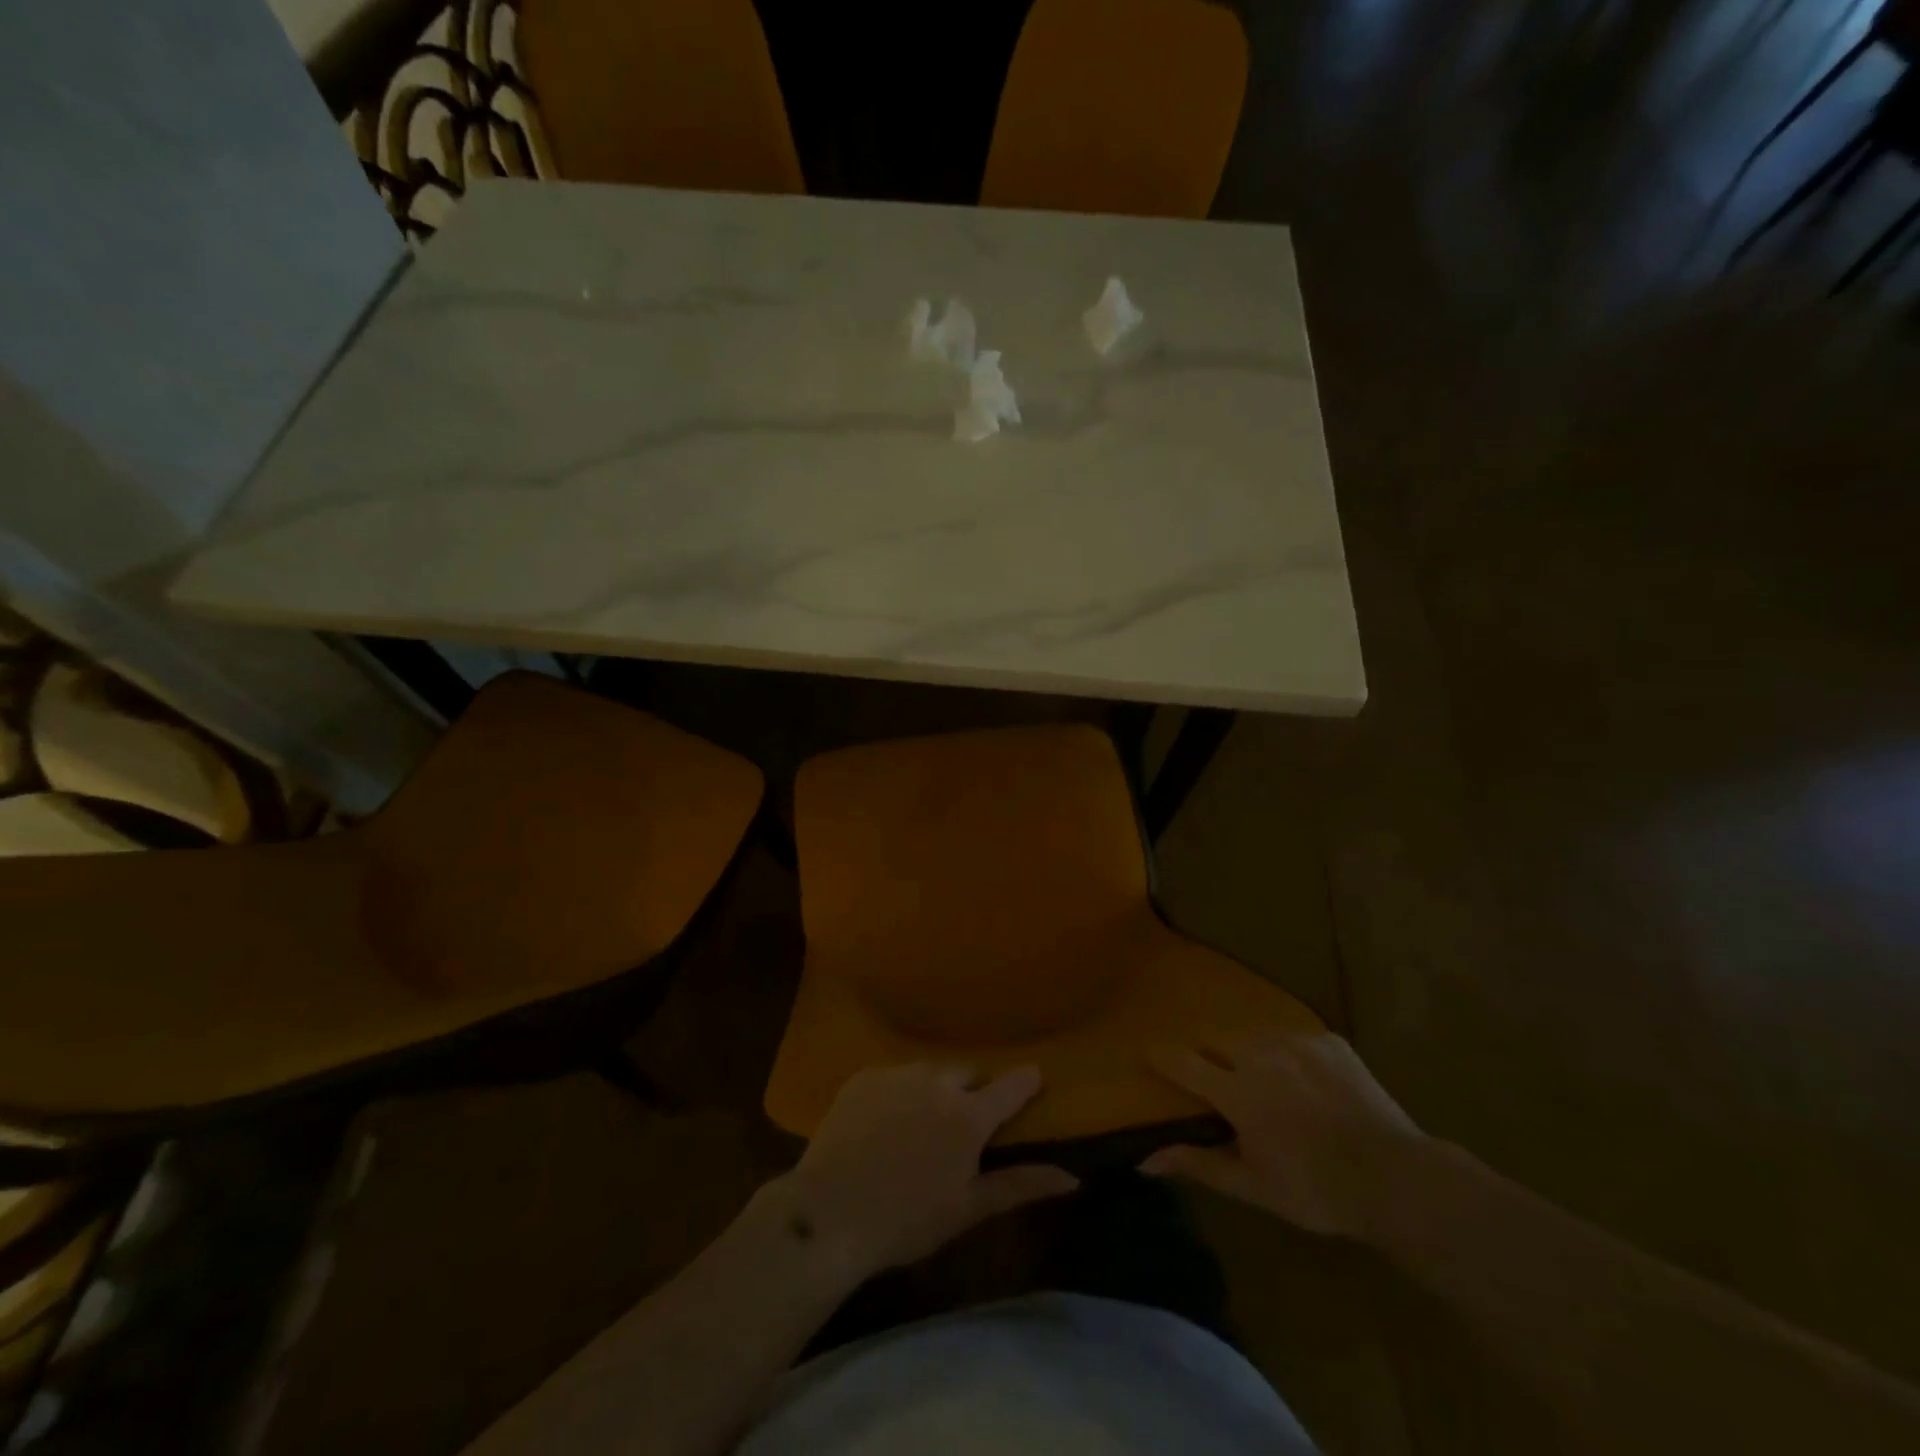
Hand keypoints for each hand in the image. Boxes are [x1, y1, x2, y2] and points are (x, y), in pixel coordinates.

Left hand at [781, 1064, 1077, 1277]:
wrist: (828, 1214)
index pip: (1011, 1085)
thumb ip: (1019, 1185)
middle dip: (972, 1092)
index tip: (1033, 1079)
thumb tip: (1071, 1176)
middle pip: (968, 1073)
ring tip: (918, 1125)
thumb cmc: (906, 1221)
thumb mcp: (967, 1209)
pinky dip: (898, 1092)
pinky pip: (894, 1076)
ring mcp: (897, 1074)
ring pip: (929, 1072)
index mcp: (968, 1116)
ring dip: (934, 1090)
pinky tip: (883, 1124)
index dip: (1025, 1081)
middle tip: (960, 1126)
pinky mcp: (864, 1076)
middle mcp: (937, 1081)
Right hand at [1141, 1032, 1424, 1236]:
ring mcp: (1298, 1042)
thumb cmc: (1316, 1190)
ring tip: (1270, 1084)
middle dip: (1214, 1061)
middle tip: (1225, 1087)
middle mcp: (1261, 1055)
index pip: (1182, 1061)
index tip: (1149, 1054)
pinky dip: (1291, 1056)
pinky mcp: (1329, 1040)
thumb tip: (1144, 1161)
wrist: (1398, 1180)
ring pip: (1256, 1037)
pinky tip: (1308, 1084)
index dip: (1162, 1056)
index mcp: (1238, 1091)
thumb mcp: (1252, 1186)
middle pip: (1218, 1043)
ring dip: (1251, 1056)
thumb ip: (1197, 1164)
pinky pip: (1294, 1038)